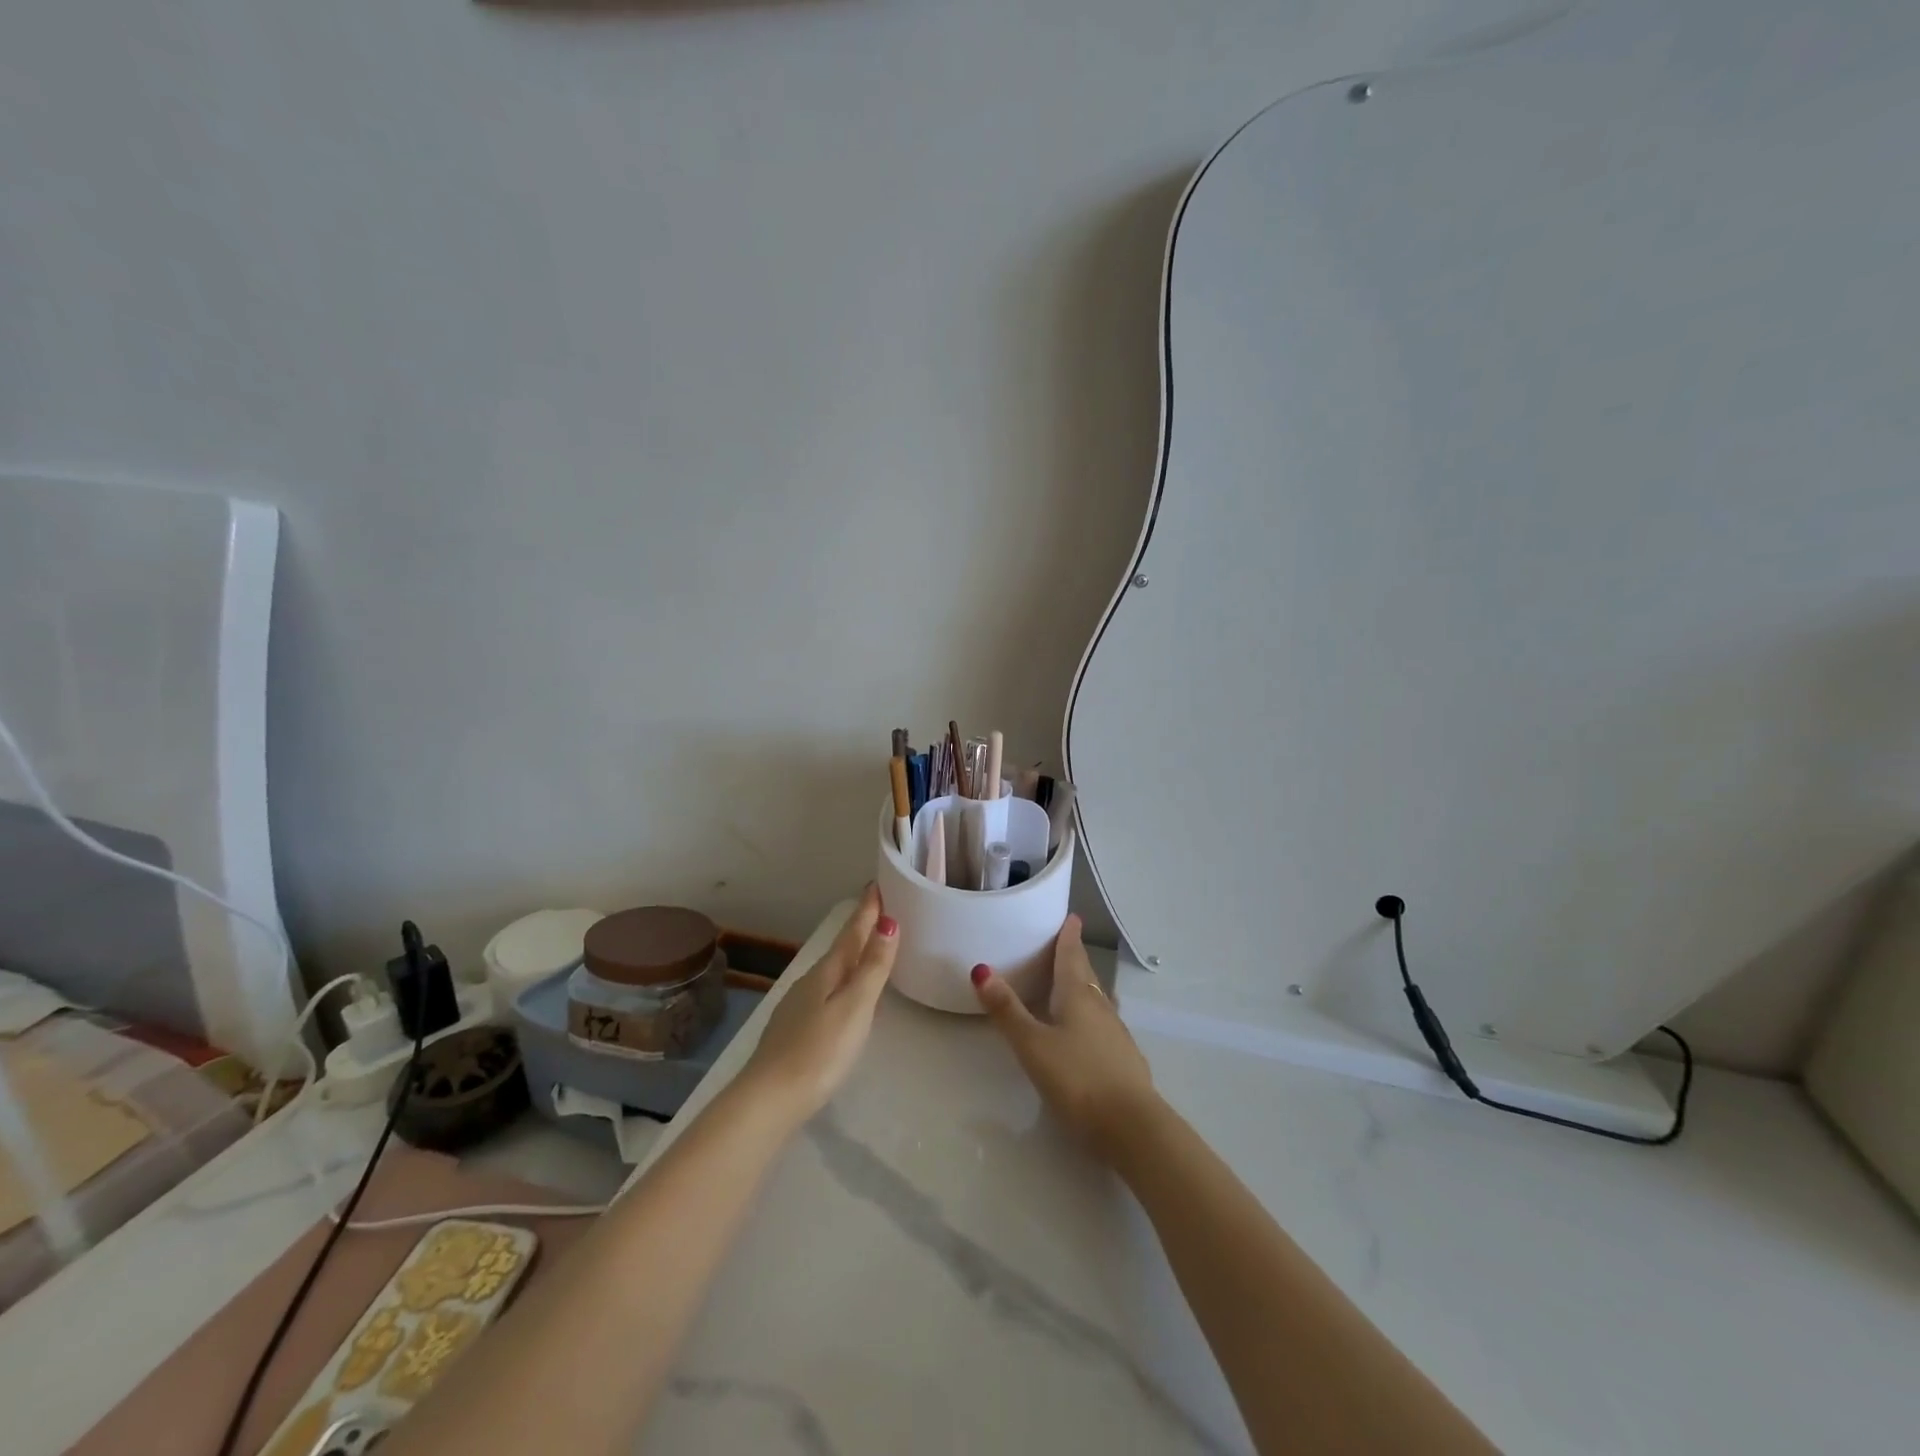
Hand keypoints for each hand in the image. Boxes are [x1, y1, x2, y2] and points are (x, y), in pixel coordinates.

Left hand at [740, 884, 898, 1125]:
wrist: (769, 1099)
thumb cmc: (819, 1052)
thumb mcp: (855, 1007)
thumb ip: (872, 967)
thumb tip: (888, 922)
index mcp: (827, 972)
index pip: (852, 932)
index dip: (867, 910)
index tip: (877, 884)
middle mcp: (810, 981)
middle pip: (841, 949)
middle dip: (861, 929)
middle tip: (880, 910)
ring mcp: (798, 1005)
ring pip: (832, 971)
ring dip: (852, 956)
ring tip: (869, 948)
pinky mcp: (794, 1029)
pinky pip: (826, 991)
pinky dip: (842, 982)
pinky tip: (846, 996)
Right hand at [971, 914, 1158, 1161]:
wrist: (1132, 1127)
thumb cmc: (1078, 1078)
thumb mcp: (1033, 1045)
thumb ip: (1007, 1010)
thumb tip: (980, 969)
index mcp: (1078, 996)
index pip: (1072, 957)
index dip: (1069, 937)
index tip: (1072, 918)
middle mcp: (1101, 1007)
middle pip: (1086, 975)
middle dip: (1076, 958)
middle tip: (1067, 942)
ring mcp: (1117, 1034)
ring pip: (1098, 999)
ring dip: (1085, 986)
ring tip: (1075, 981)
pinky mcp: (1125, 1059)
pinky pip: (1105, 1023)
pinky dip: (1093, 1014)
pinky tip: (1091, 1028)